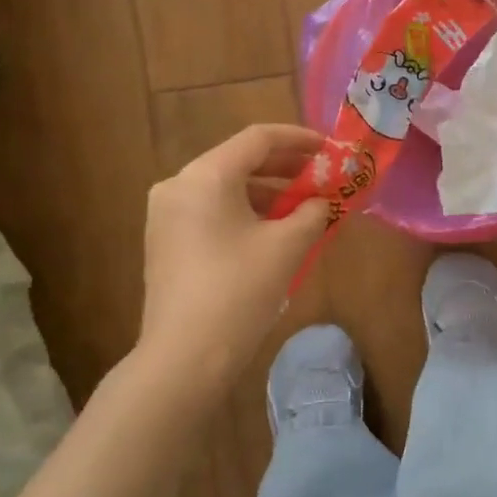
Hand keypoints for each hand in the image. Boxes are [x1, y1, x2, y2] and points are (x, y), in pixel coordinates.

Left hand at [139, 124, 331, 390]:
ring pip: (226, 189)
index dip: (300, 140)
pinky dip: (245, 214)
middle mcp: (179, 185)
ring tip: (306, 210)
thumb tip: (323, 202)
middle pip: (240, 161)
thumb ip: (312, 212)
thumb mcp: (287, 246)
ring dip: (268, 194)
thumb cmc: (239, 291)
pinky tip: (274, 233)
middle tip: (324, 179)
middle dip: (286, 169)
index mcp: (206, 175)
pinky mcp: (165, 242)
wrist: (184, 357)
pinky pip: (212, 212)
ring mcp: (166, 215)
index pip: (258, 139)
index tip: (331, 150)